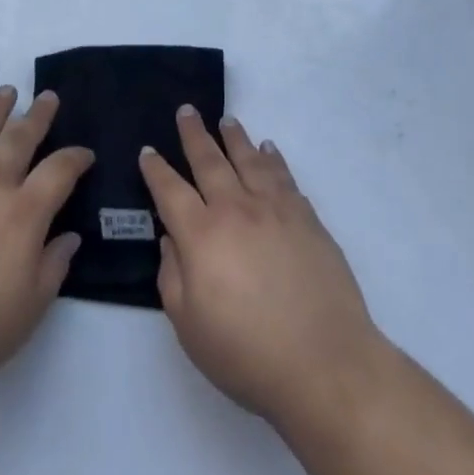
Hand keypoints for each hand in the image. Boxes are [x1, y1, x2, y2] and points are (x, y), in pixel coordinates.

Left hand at [0, 87, 93, 409]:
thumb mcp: (31, 307)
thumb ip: (54, 265)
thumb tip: (69, 236)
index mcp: (23, 213)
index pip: (59, 170)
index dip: (76, 157)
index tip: (85, 153)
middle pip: (18, 139)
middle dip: (37, 116)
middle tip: (48, 96)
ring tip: (6, 92)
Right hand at [140, 108, 382, 430]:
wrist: (325, 363)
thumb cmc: (247, 354)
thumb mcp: (189, 326)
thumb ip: (172, 277)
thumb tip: (171, 239)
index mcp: (201, 235)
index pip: (170, 191)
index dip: (156, 170)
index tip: (148, 151)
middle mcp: (236, 210)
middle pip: (210, 161)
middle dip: (194, 134)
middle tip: (187, 111)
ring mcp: (275, 210)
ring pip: (249, 160)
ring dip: (235, 137)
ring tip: (227, 120)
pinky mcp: (307, 218)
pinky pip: (284, 176)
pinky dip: (273, 158)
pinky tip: (268, 150)